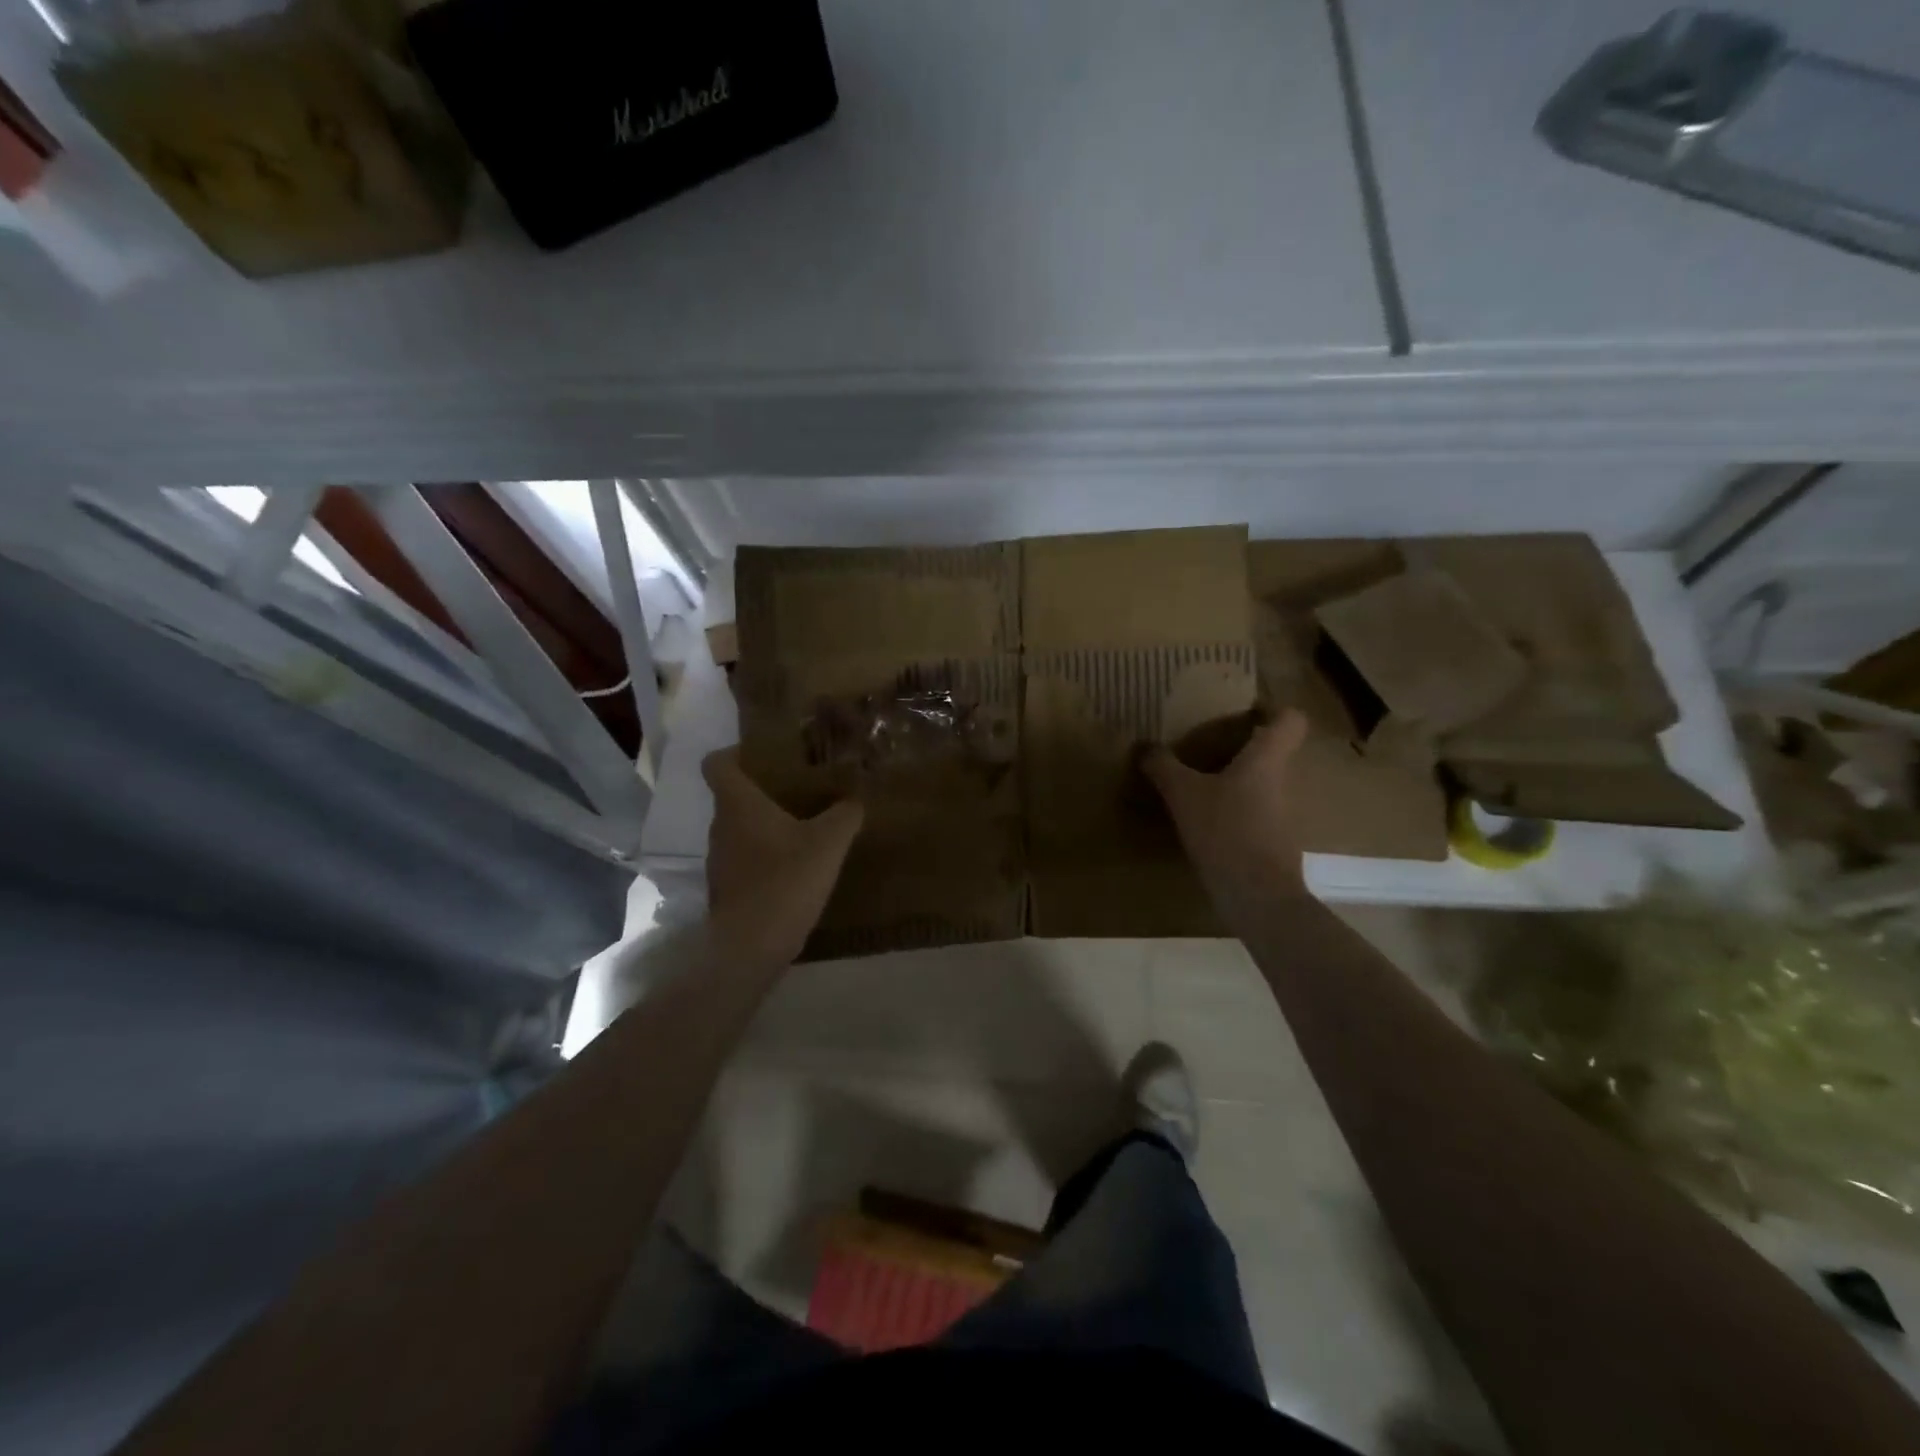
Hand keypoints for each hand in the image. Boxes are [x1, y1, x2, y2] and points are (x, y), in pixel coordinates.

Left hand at [702, 749, 863, 964]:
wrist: (752, 946)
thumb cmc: (786, 880)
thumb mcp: (829, 842)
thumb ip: (845, 814)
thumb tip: (855, 799)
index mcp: (738, 804)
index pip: (716, 763)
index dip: (736, 752)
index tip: (766, 754)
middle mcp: (721, 827)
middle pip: (733, 796)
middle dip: (763, 789)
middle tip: (800, 788)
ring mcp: (719, 860)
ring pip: (740, 829)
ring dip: (766, 824)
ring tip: (804, 826)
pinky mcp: (727, 888)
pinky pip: (745, 858)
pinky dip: (766, 855)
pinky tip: (797, 866)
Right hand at [1143, 708, 1311, 897]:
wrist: (1258, 896)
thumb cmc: (1226, 831)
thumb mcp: (1183, 795)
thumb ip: (1163, 767)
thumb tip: (1144, 747)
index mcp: (1267, 759)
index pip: (1290, 719)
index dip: (1271, 709)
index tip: (1241, 711)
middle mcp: (1284, 780)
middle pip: (1274, 751)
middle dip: (1243, 746)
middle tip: (1207, 746)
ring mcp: (1285, 813)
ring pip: (1264, 783)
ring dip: (1238, 780)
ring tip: (1201, 784)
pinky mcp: (1276, 841)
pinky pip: (1258, 812)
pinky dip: (1237, 810)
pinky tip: (1208, 821)